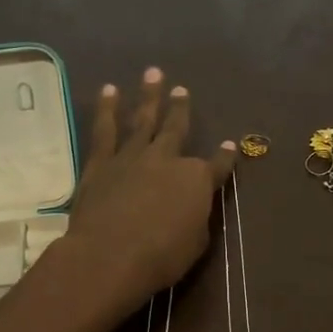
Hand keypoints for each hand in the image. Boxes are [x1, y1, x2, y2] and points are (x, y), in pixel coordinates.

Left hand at [64, 67, 236, 312]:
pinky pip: (105, 130)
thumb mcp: (195, 243)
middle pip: (177, 129)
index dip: (226, 157)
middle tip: (182, 89)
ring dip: (148, 97)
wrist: (110, 255)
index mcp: (196, 180)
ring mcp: (133, 157)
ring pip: (143, 120)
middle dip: (181, 109)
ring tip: (152, 74)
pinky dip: (107, 109)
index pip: (217, 165)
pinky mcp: (101, 163)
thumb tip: (193, 207)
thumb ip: (196, 218)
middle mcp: (167, 160)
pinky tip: (109, 90)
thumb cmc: (161, 257)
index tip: (231, 145)